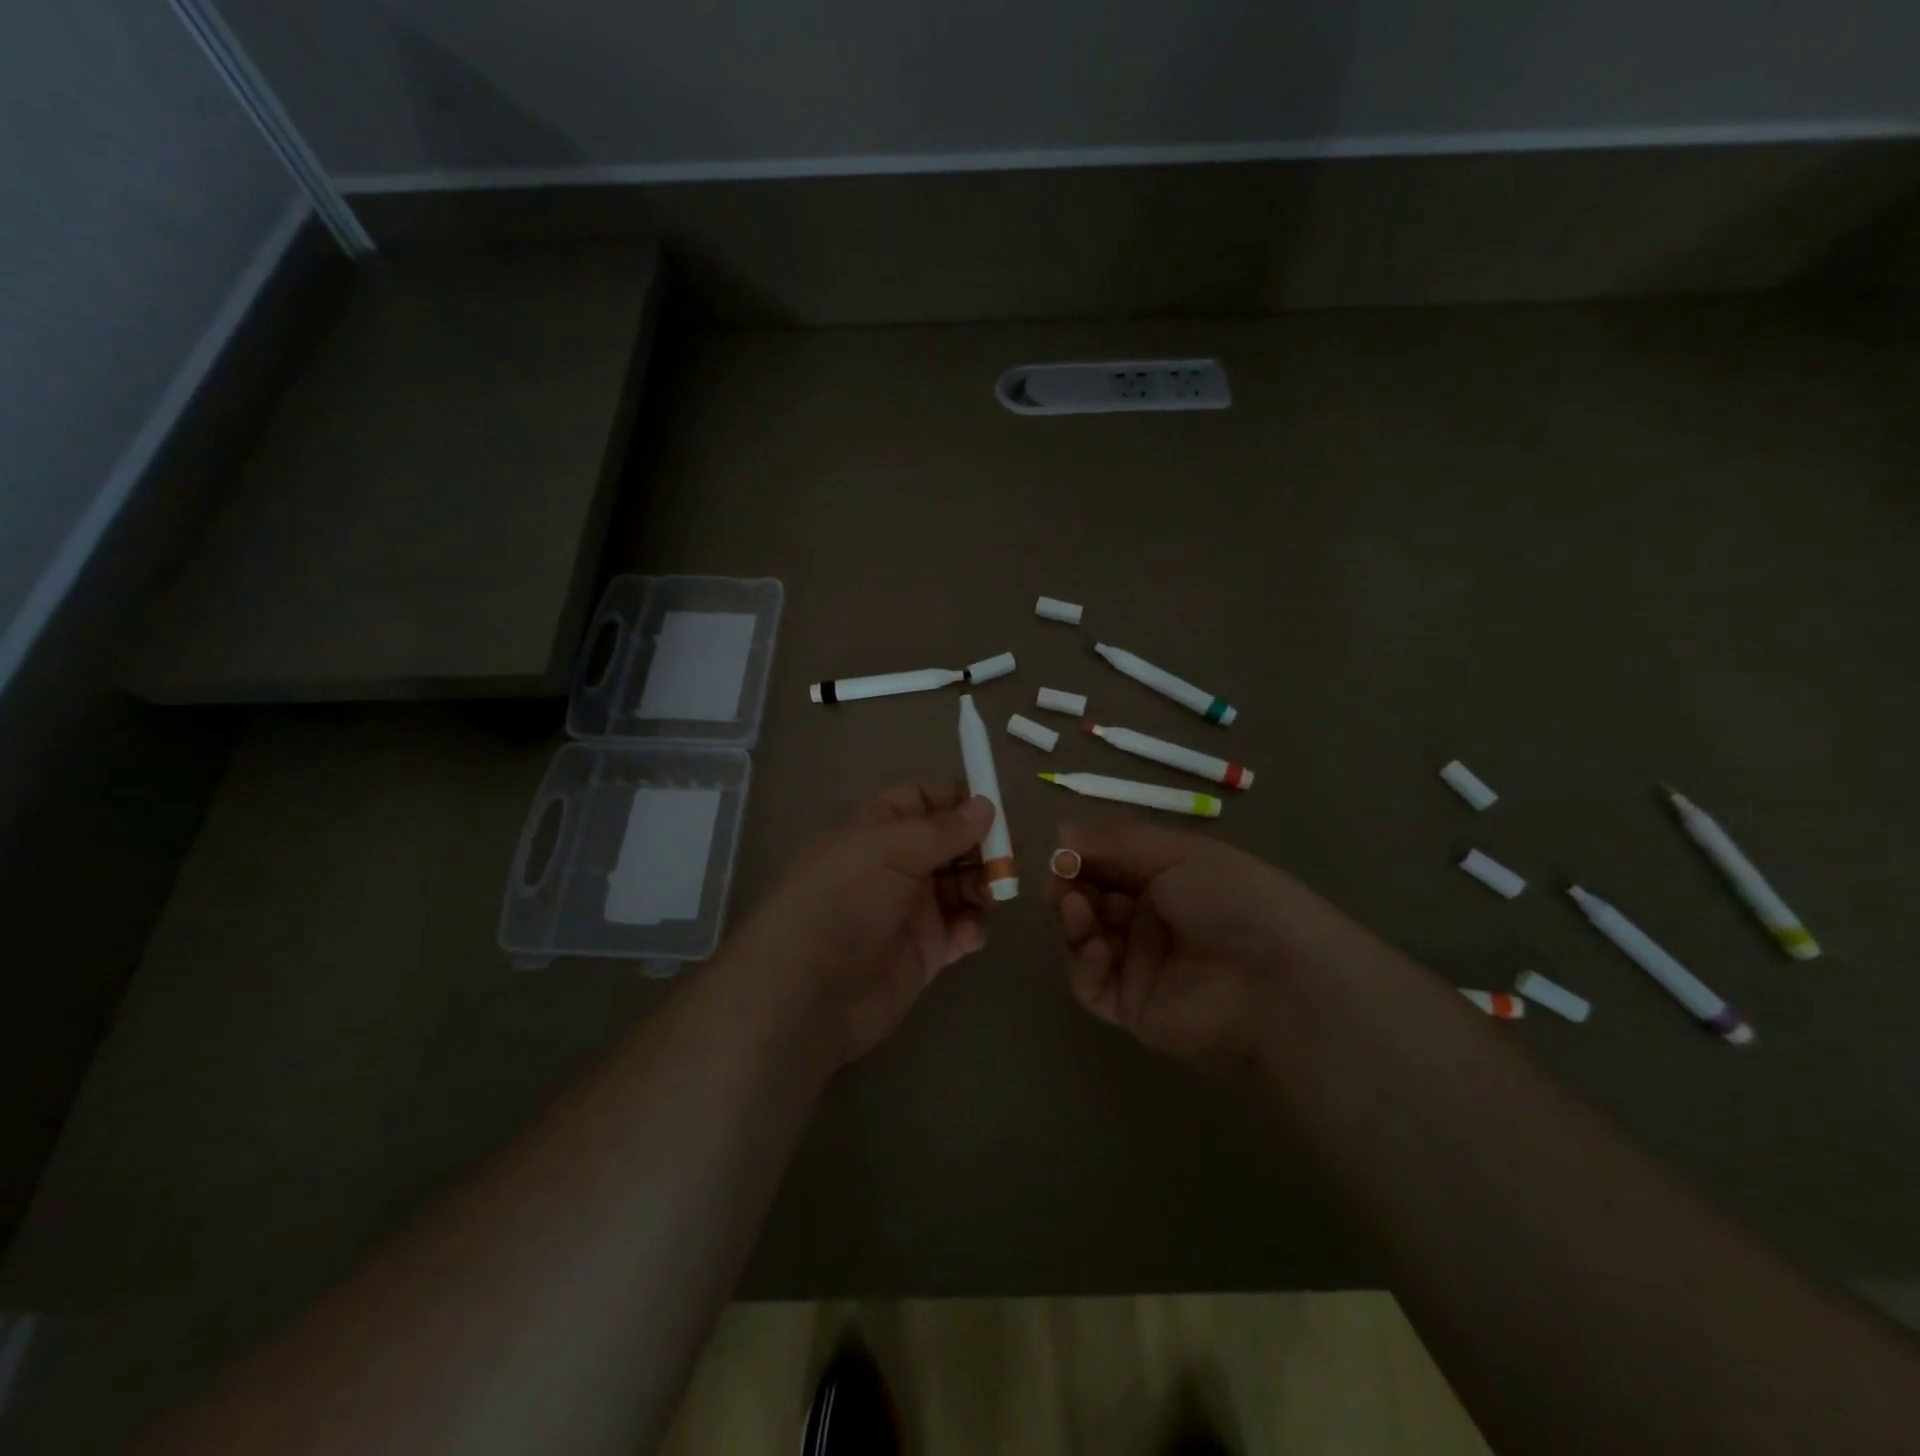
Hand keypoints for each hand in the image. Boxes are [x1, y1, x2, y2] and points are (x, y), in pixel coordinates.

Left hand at [729, 782, 995, 1070]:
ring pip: (963, 884)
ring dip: (984, 884)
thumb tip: (985, 805)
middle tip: (1008, 857)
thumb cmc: (843, 902)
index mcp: (878, 830)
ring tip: (993, 894)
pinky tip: (968, 935)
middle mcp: (896, 865)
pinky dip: (973, 927)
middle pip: (951, 843)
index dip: (957, 799)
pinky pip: (962, 928)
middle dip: (982, 846)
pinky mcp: (925, 951)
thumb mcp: (889, 851)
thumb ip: (942, 829)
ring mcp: (911, 909)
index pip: (922, 801)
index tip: (995, 805)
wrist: (807, 991)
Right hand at [1048, 819, 1357, 1066]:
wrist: (1279, 978)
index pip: (1108, 865)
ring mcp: (1139, 965)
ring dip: (1073, 920)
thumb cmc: (1231, 898)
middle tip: (1059, 881)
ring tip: (1077, 908)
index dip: (1081, 857)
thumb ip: (1115, 841)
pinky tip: (1099, 948)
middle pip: (1091, 901)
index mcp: (1165, 879)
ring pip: (1084, 940)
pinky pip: (1092, 985)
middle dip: (1069, 887)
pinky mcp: (1133, 1007)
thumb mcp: (1177, 853)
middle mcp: (1150, 920)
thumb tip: (1061, 830)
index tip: (1060, 852)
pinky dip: (1084, 964)